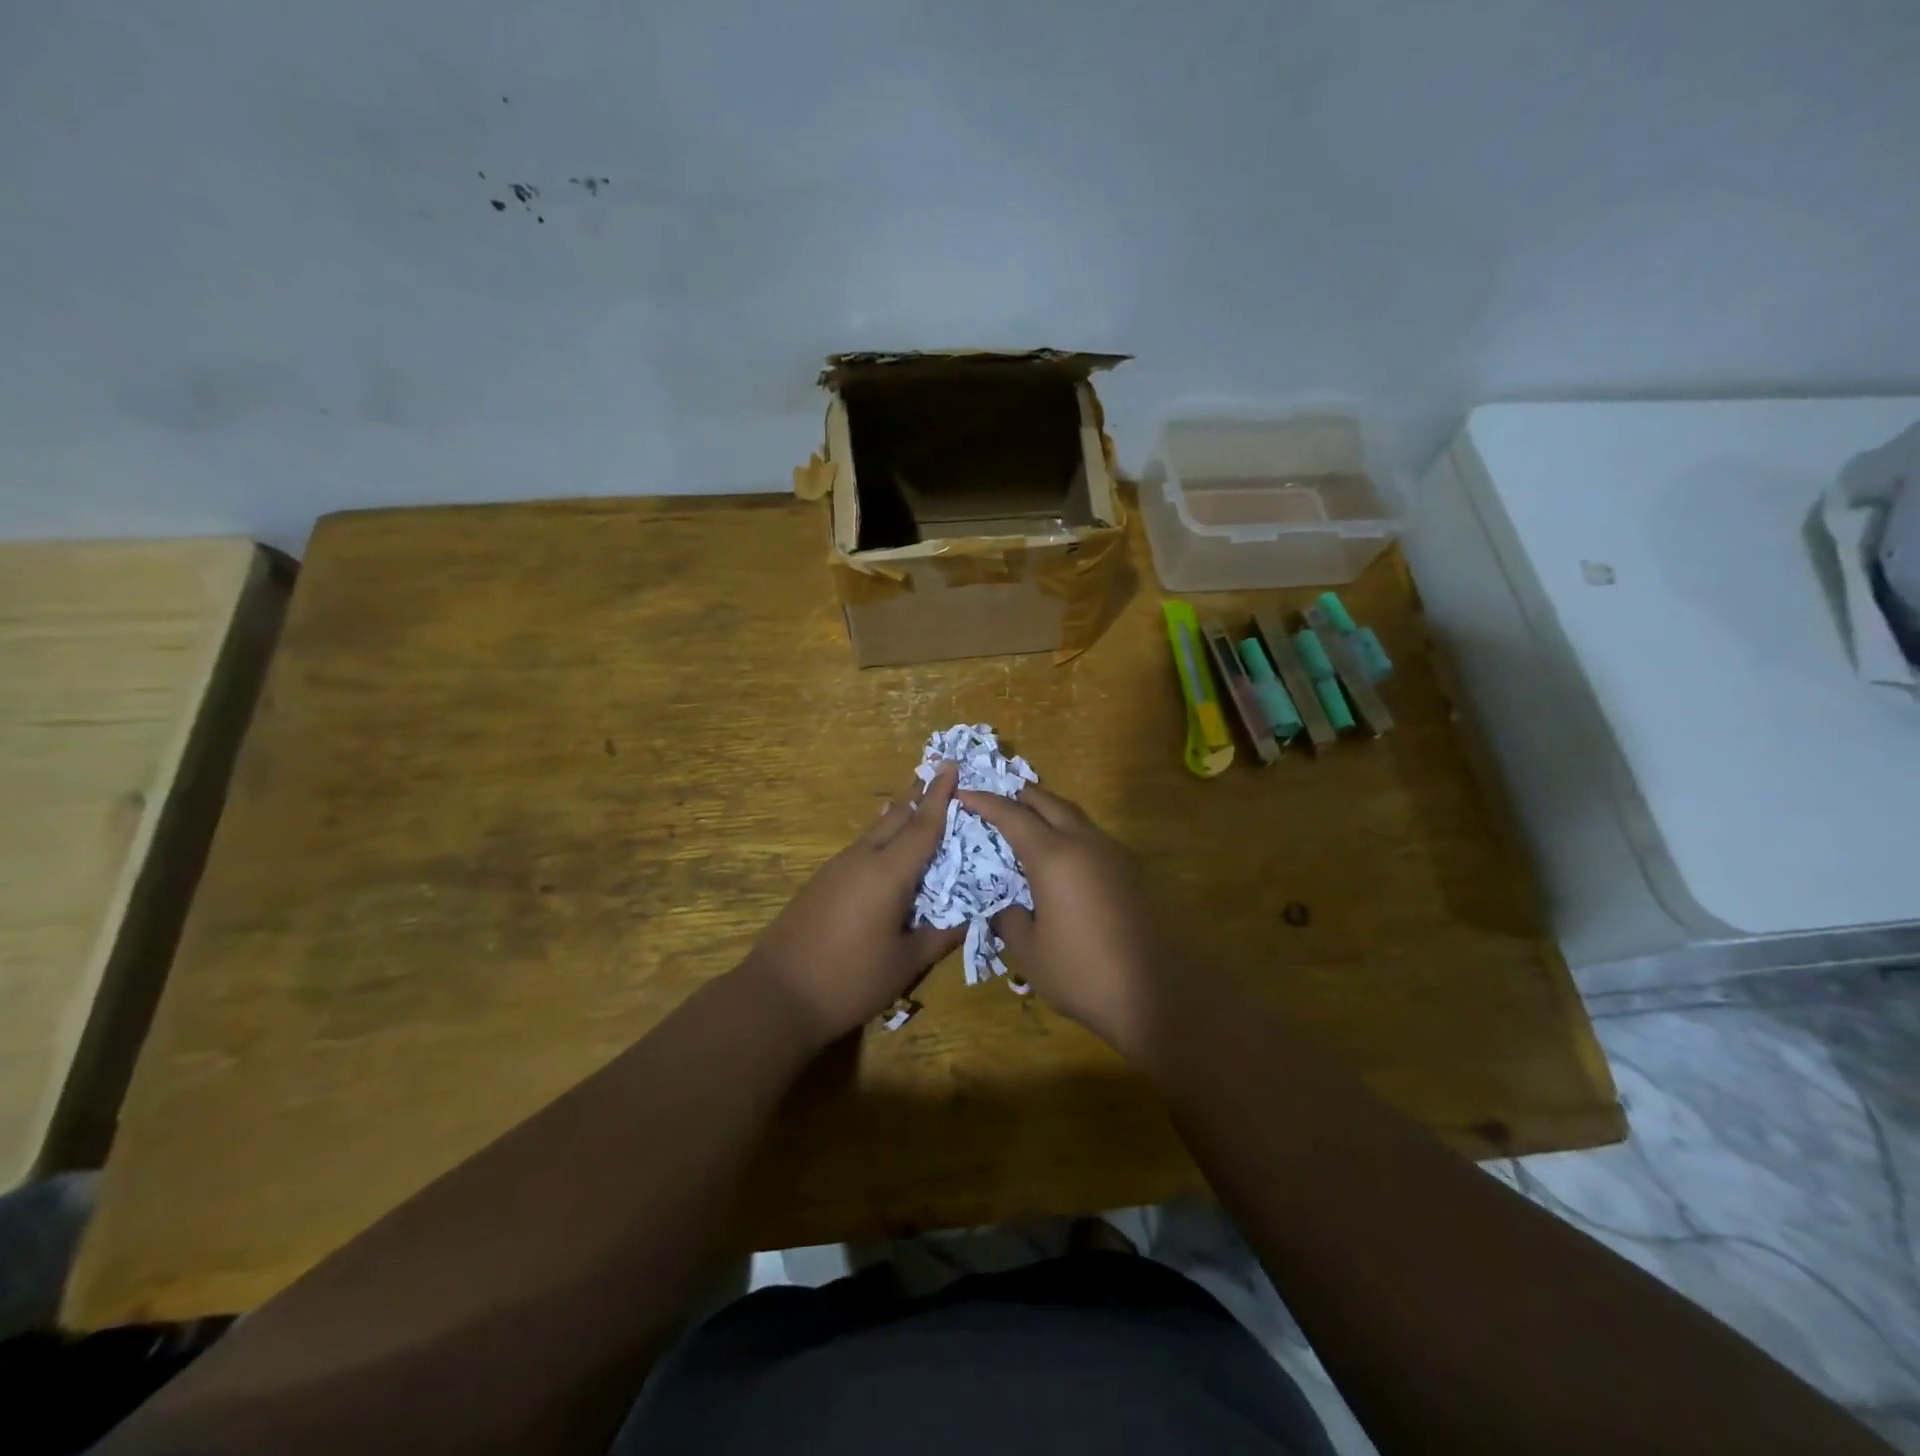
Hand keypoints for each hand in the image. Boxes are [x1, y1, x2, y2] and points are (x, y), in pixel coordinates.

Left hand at [743, 763, 962, 1045]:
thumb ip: (941, 935)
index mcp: (888, 872)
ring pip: (875, 832)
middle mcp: (862, 859)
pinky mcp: (821, 882)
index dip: (940, 796)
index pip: (922, 825)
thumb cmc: (850, 980)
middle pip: (896, 818)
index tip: (951, 765)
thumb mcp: (907, 963)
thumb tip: (972, 917)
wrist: (777, 995)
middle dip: (919, 797)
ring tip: (918, 807)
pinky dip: (880, 838)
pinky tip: (884, 846)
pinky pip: (860, 848)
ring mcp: (836, 868)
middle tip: (940, 778)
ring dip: (899, 817)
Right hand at [956, 785, 1170, 1061]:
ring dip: (1047, 811)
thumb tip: (1003, 904)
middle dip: (1019, 796)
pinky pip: (1091, 836)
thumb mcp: (1029, 951)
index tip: (964, 793)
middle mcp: (1084, 843)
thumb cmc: (1081, 972)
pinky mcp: (1130, 870)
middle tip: (995, 800)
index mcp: (1054, 857)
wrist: (1153, 995)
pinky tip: (1060, 856)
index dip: (985, 802)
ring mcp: (1112, 854)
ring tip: (1025, 823)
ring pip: (1074, 816)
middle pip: (1048, 802)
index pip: (1012, 816)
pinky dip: (1068, 831)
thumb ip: (1009, 918)